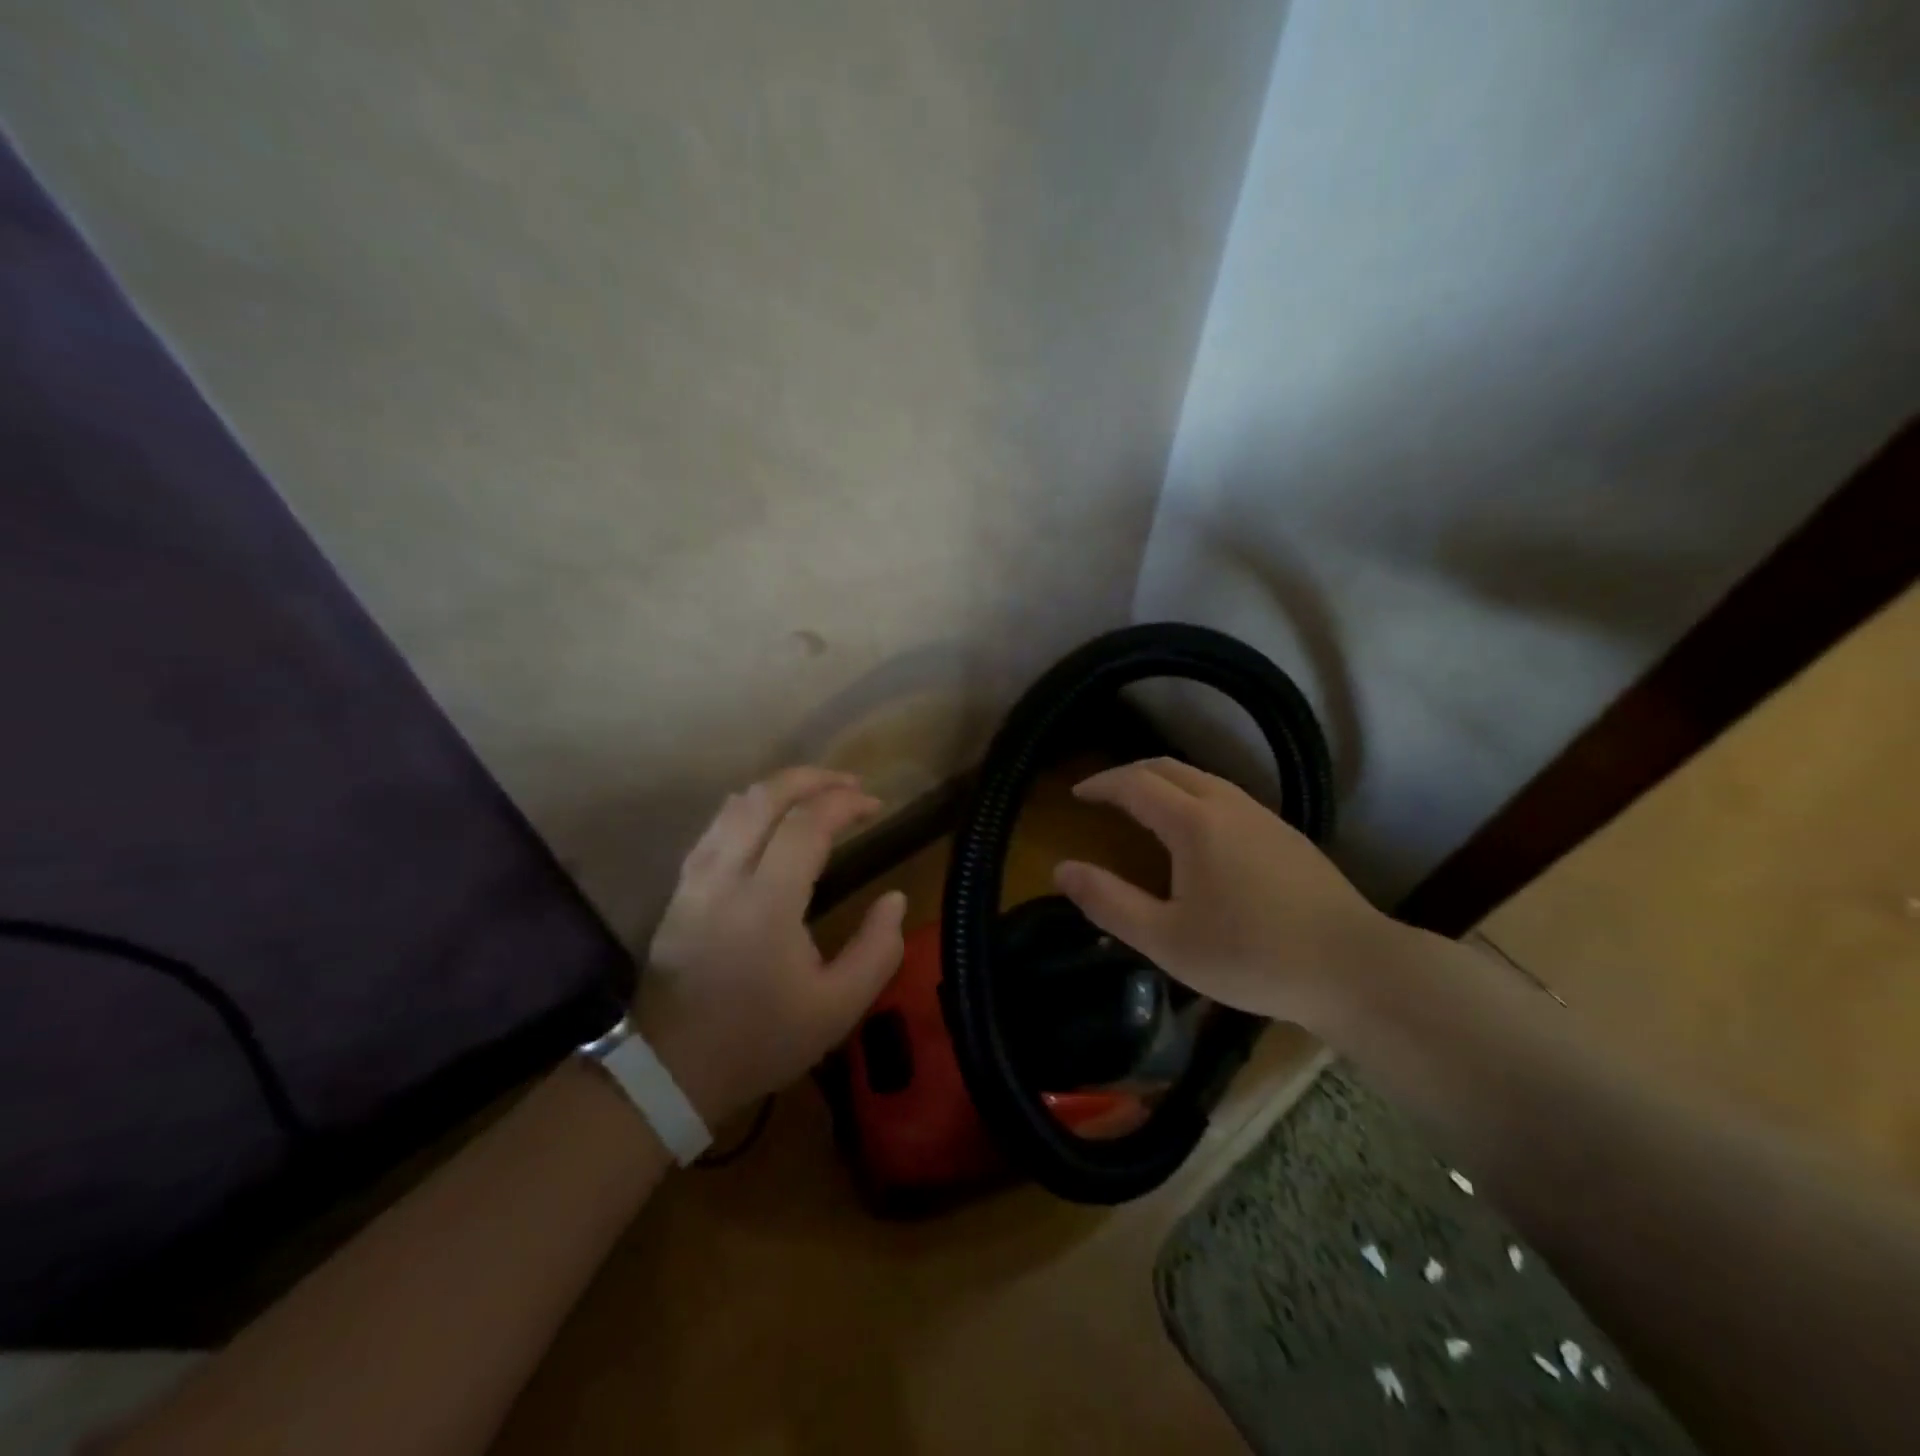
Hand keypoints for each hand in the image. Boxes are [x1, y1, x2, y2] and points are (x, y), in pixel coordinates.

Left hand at [637, 767, 906, 1123]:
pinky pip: (717, 824)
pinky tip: (770, 815)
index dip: (845, 803)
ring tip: (816, 792)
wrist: (671, 1069)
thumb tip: (895, 899)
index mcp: (767, 903)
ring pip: (736, 804)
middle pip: (766, 796)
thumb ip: (878, 949)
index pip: (807, 824)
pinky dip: (751, 806)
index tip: (876, 805)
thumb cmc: (760, 1039)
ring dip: (781, 787)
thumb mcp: (838, 1007)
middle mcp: (726, 876)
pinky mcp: (681, 887)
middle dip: (813, 778)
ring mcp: (696, 878)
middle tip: (850, 784)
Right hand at [1052, 758, 1411, 1030]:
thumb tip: (1061, 870)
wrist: (1355, 968)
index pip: (1134, 783)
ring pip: (1200, 778)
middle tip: (1102, 795)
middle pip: (1168, 767)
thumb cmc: (1251, 956)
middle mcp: (1227, 804)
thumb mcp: (1166, 941)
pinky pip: (1224, 795)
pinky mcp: (1285, 833)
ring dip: (1162, 782)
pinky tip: (1195, 833)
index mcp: (1194, 822)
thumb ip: (1109, 902)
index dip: (1100, 784)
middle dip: (1128, 774)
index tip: (1076, 795)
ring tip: (1141, 808)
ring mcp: (1262, 815)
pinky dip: (1191, 796)